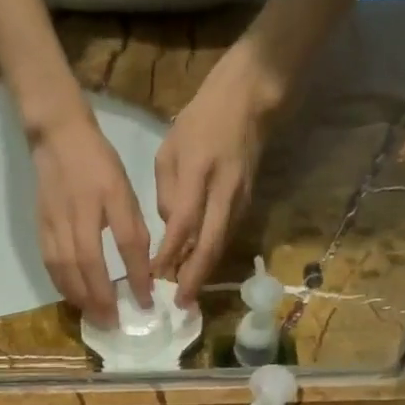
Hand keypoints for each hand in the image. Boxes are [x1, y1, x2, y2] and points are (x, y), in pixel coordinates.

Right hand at [27, 106, 152, 328]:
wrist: (57, 137)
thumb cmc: (99, 163)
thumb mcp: (125, 188)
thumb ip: (133, 227)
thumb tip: (143, 269)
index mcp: (108, 197)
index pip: (126, 244)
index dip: (136, 276)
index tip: (145, 302)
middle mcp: (80, 212)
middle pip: (89, 264)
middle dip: (102, 298)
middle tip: (113, 322)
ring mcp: (56, 221)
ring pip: (66, 269)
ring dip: (81, 297)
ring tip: (94, 317)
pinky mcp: (41, 227)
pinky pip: (51, 264)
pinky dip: (63, 286)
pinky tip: (73, 299)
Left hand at [152, 42, 285, 305]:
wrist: (251, 100)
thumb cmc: (202, 120)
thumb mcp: (169, 149)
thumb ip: (167, 192)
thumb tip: (170, 229)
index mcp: (198, 172)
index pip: (182, 224)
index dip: (169, 254)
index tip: (153, 276)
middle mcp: (223, 191)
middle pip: (209, 245)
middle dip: (194, 278)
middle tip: (181, 304)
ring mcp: (240, 200)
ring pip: (221, 245)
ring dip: (204, 272)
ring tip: (187, 296)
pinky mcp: (248, 204)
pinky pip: (227, 237)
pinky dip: (212, 257)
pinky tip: (199, 271)